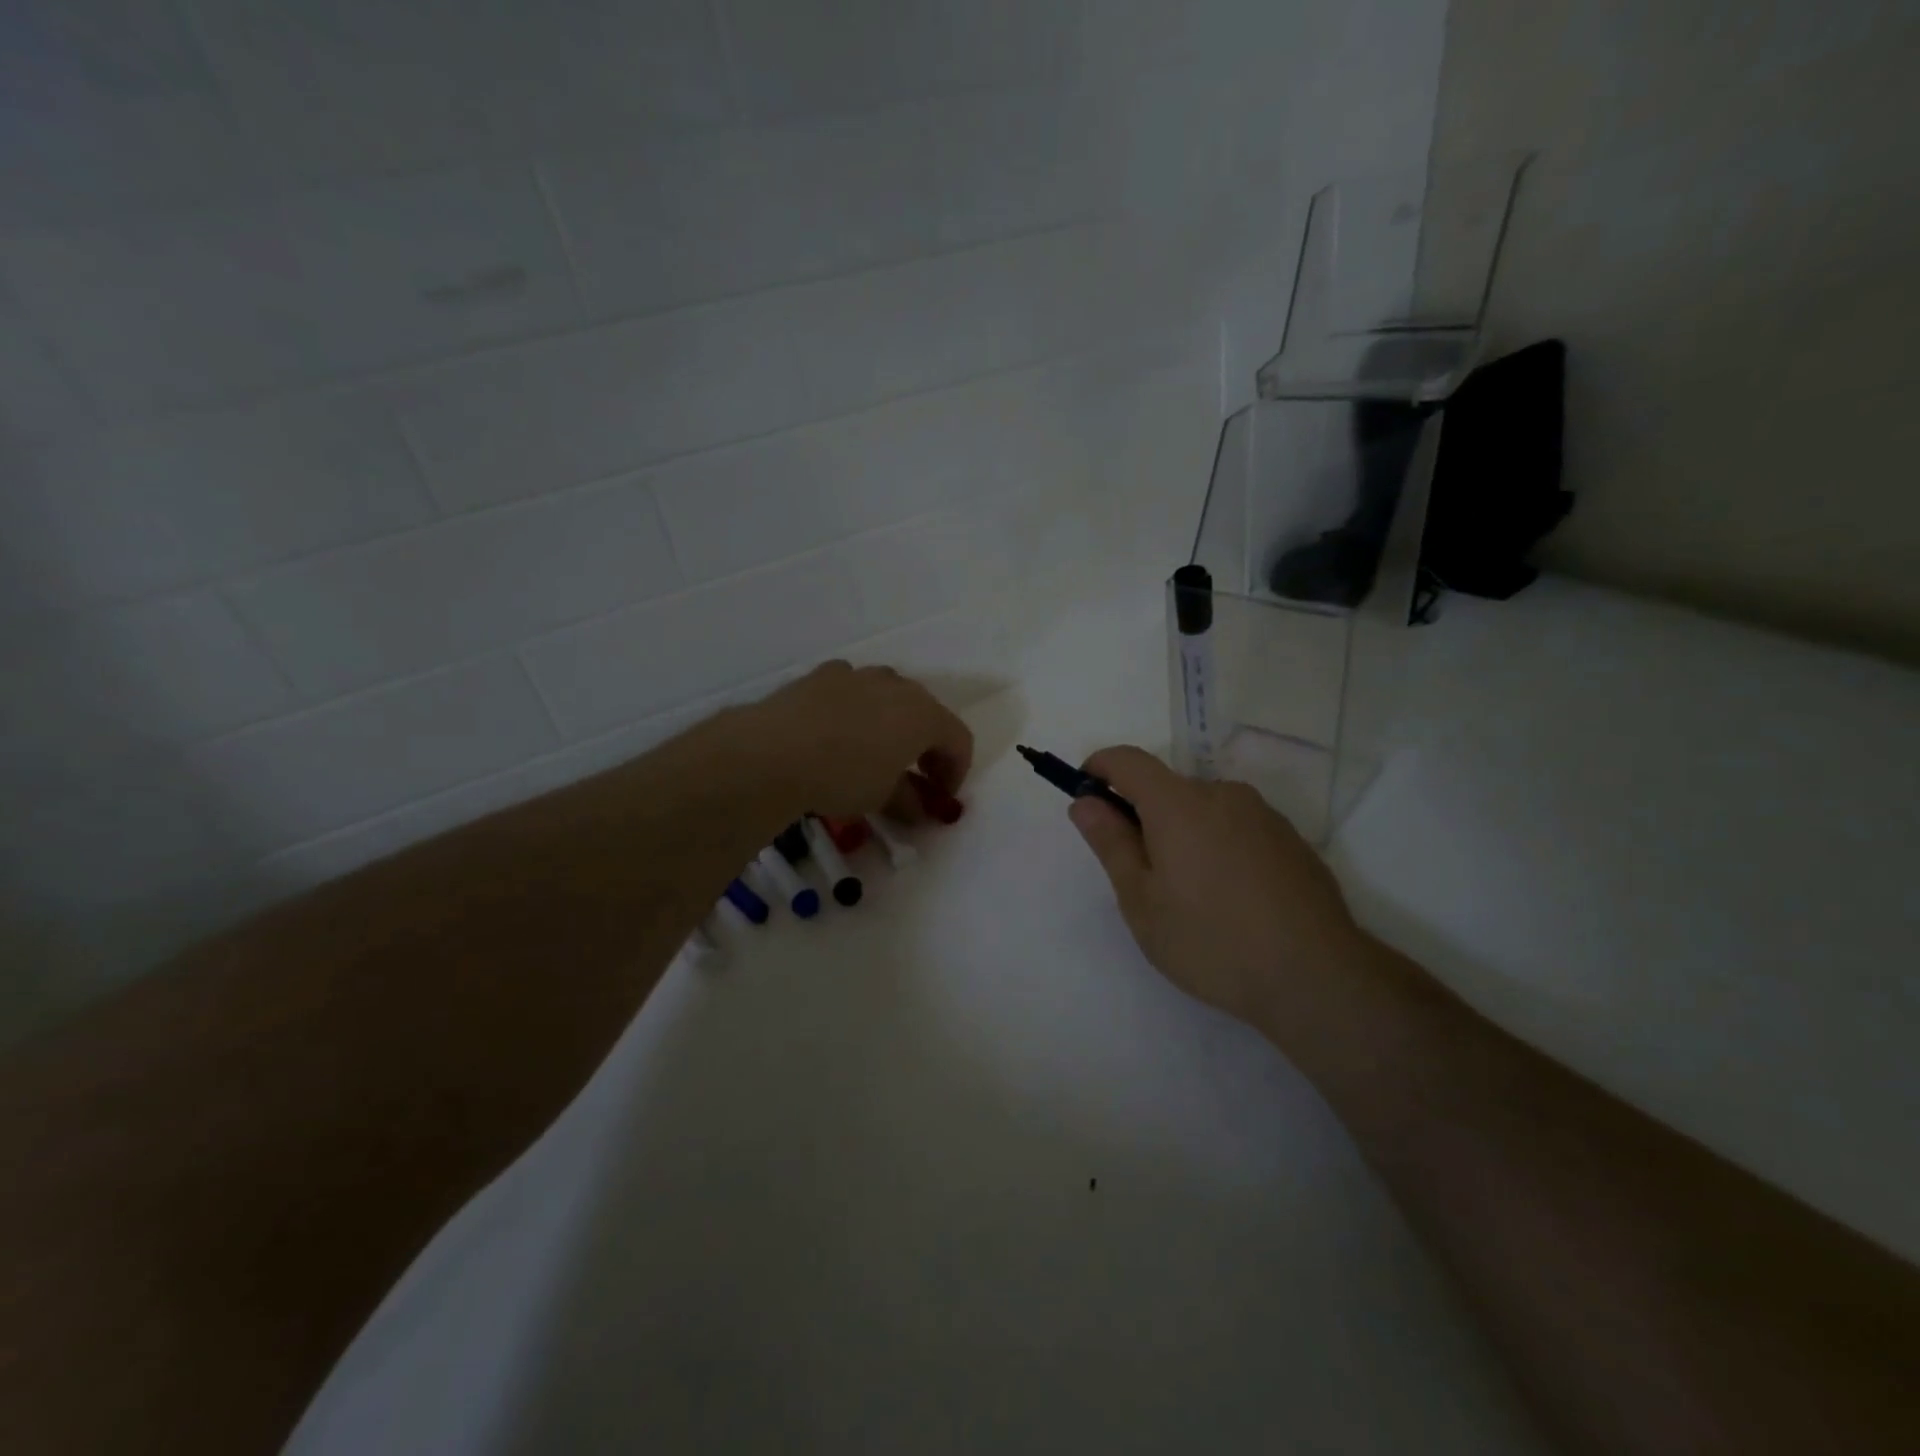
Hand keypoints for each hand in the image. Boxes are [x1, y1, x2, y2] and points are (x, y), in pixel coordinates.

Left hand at [731, 661, 973, 820]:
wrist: (773, 751)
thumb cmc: (843, 776)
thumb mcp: (881, 797)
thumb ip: (908, 800)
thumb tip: (917, 808)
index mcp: (924, 714)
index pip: (959, 741)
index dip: (955, 772)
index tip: (941, 799)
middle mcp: (897, 685)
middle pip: (927, 713)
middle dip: (927, 747)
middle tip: (916, 776)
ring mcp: (859, 675)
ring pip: (888, 696)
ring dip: (892, 724)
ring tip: (875, 752)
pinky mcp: (822, 674)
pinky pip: (852, 690)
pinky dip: (856, 710)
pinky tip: (837, 733)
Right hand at [1067, 746, 1367, 1031]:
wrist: (1317, 977)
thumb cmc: (1212, 941)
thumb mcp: (1142, 901)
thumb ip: (1111, 844)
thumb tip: (1086, 802)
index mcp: (1179, 804)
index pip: (1128, 761)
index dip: (1100, 768)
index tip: (1087, 795)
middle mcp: (1223, 795)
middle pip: (1168, 788)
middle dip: (1143, 816)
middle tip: (1141, 875)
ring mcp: (1263, 815)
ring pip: (1204, 809)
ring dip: (1183, 833)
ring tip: (1190, 895)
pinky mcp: (1291, 840)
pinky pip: (1238, 828)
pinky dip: (1218, 846)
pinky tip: (1230, 899)